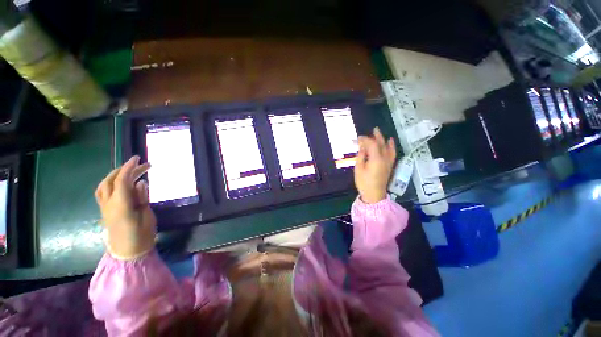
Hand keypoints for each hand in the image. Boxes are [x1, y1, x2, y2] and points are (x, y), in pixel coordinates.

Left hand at [95, 156, 155, 258]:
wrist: (128, 253)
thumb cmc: (141, 235)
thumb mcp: (147, 216)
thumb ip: (142, 198)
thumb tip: (141, 183)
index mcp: (121, 205)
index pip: (122, 181)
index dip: (129, 168)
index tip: (138, 158)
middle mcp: (109, 204)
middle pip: (111, 181)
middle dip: (124, 169)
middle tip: (141, 164)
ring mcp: (105, 208)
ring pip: (103, 186)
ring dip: (115, 175)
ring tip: (129, 171)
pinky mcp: (105, 211)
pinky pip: (103, 192)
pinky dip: (110, 183)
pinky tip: (121, 183)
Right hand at [354, 127, 395, 203]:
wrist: (374, 194)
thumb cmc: (364, 182)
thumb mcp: (359, 169)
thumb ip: (361, 156)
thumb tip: (362, 147)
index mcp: (376, 159)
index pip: (371, 144)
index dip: (365, 139)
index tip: (358, 138)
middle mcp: (384, 158)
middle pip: (381, 144)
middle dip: (376, 136)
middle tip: (373, 129)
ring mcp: (388, 162)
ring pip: (388, 147)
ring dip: (384, 139)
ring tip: (381, 134)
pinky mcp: (390, 165)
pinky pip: (392, 153)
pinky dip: (391, 146)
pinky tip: (390, 142)